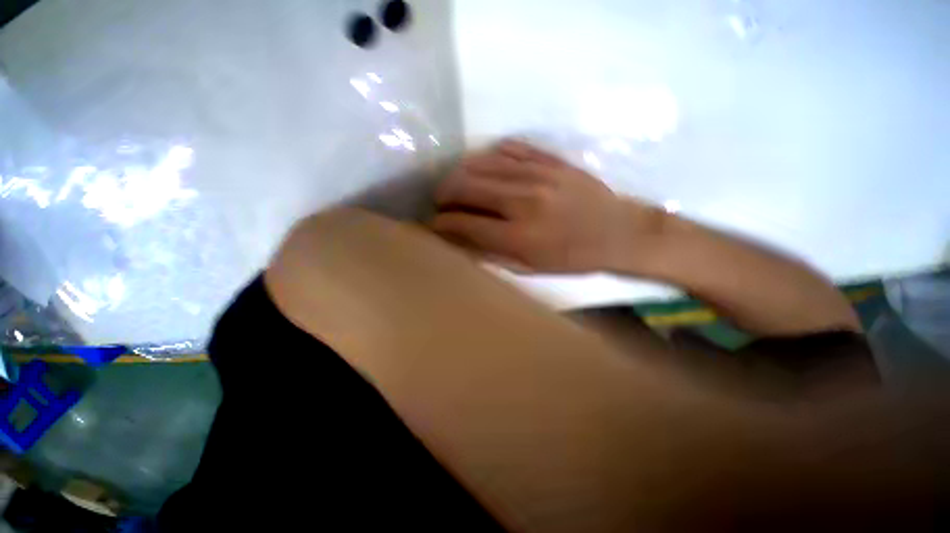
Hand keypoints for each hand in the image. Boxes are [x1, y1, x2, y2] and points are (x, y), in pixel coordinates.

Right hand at [432, 140, 660, 272]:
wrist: (618, 232)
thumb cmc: (572, 258)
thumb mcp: (531, 269)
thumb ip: (492, 254)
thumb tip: (459, 239)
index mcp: (518, 235)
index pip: (464, 223)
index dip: (442, 223)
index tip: (435, 223)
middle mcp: (522, 200)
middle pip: (465, 186)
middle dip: (443, 194)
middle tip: (441, 201)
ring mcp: (536, 174)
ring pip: (480, 164)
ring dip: (460, 173)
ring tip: (456, 185)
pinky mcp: (548, 159)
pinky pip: (507, 149)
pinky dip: (487, 158)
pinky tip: (483, 168)